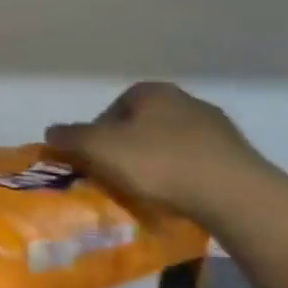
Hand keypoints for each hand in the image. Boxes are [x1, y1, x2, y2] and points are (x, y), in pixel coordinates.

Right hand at [46, 81, 270, 222]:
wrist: (233, 194)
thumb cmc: (159, 163)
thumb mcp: (101, 149)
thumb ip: (71, 137)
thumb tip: (51, 131)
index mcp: (153, 91)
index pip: (113, 108)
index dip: (97, 134)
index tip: (93, 160)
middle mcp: (185, 100)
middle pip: (141, 125)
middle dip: (126, 147)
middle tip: (115, 176)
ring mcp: (215, 127)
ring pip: (169, 143)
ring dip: (155, 162)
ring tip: (147, 190)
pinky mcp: (235, 154)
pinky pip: (195, 162)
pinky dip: (181, 175)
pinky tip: (177, 196)